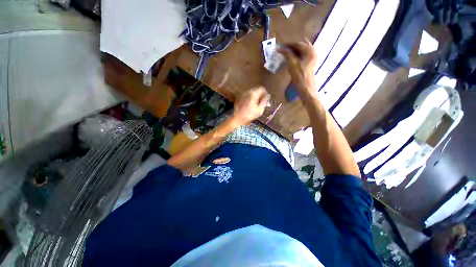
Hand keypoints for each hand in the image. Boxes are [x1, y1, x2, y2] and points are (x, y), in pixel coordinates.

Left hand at [230, 87, 269, 125]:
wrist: (237, 118)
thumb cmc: (249, 115)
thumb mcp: (260, 110)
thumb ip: (264, 101)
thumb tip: (268, 96)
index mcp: (253, 94)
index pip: (262, 89)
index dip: (265, 94)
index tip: (266, 100)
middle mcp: (247, 92)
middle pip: (257, 90)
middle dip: (260, 96)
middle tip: (261, 103)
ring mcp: (243, 94)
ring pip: (252, 93)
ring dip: (255, 97)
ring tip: (256, 105)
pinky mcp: (239, 98)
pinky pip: (247, 96)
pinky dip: (250, 99)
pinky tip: (250, 106)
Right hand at [278, 40, 317, 97]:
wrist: (306, 89)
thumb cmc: (299, 77)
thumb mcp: (292, 64)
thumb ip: (287, 54)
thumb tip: (279, 48)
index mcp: (309, 50)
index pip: (298, 43)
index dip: (288, 44)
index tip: (280, 47)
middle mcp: (313, 51)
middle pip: (301, 45)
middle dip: (292, 46)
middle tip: (283, 50)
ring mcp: (312, 57)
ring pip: (302, 50)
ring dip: (294, 51)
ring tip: (286, 54)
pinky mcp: (310, 63)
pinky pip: (303, 55)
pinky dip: (297, 55)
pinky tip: (291, 59)